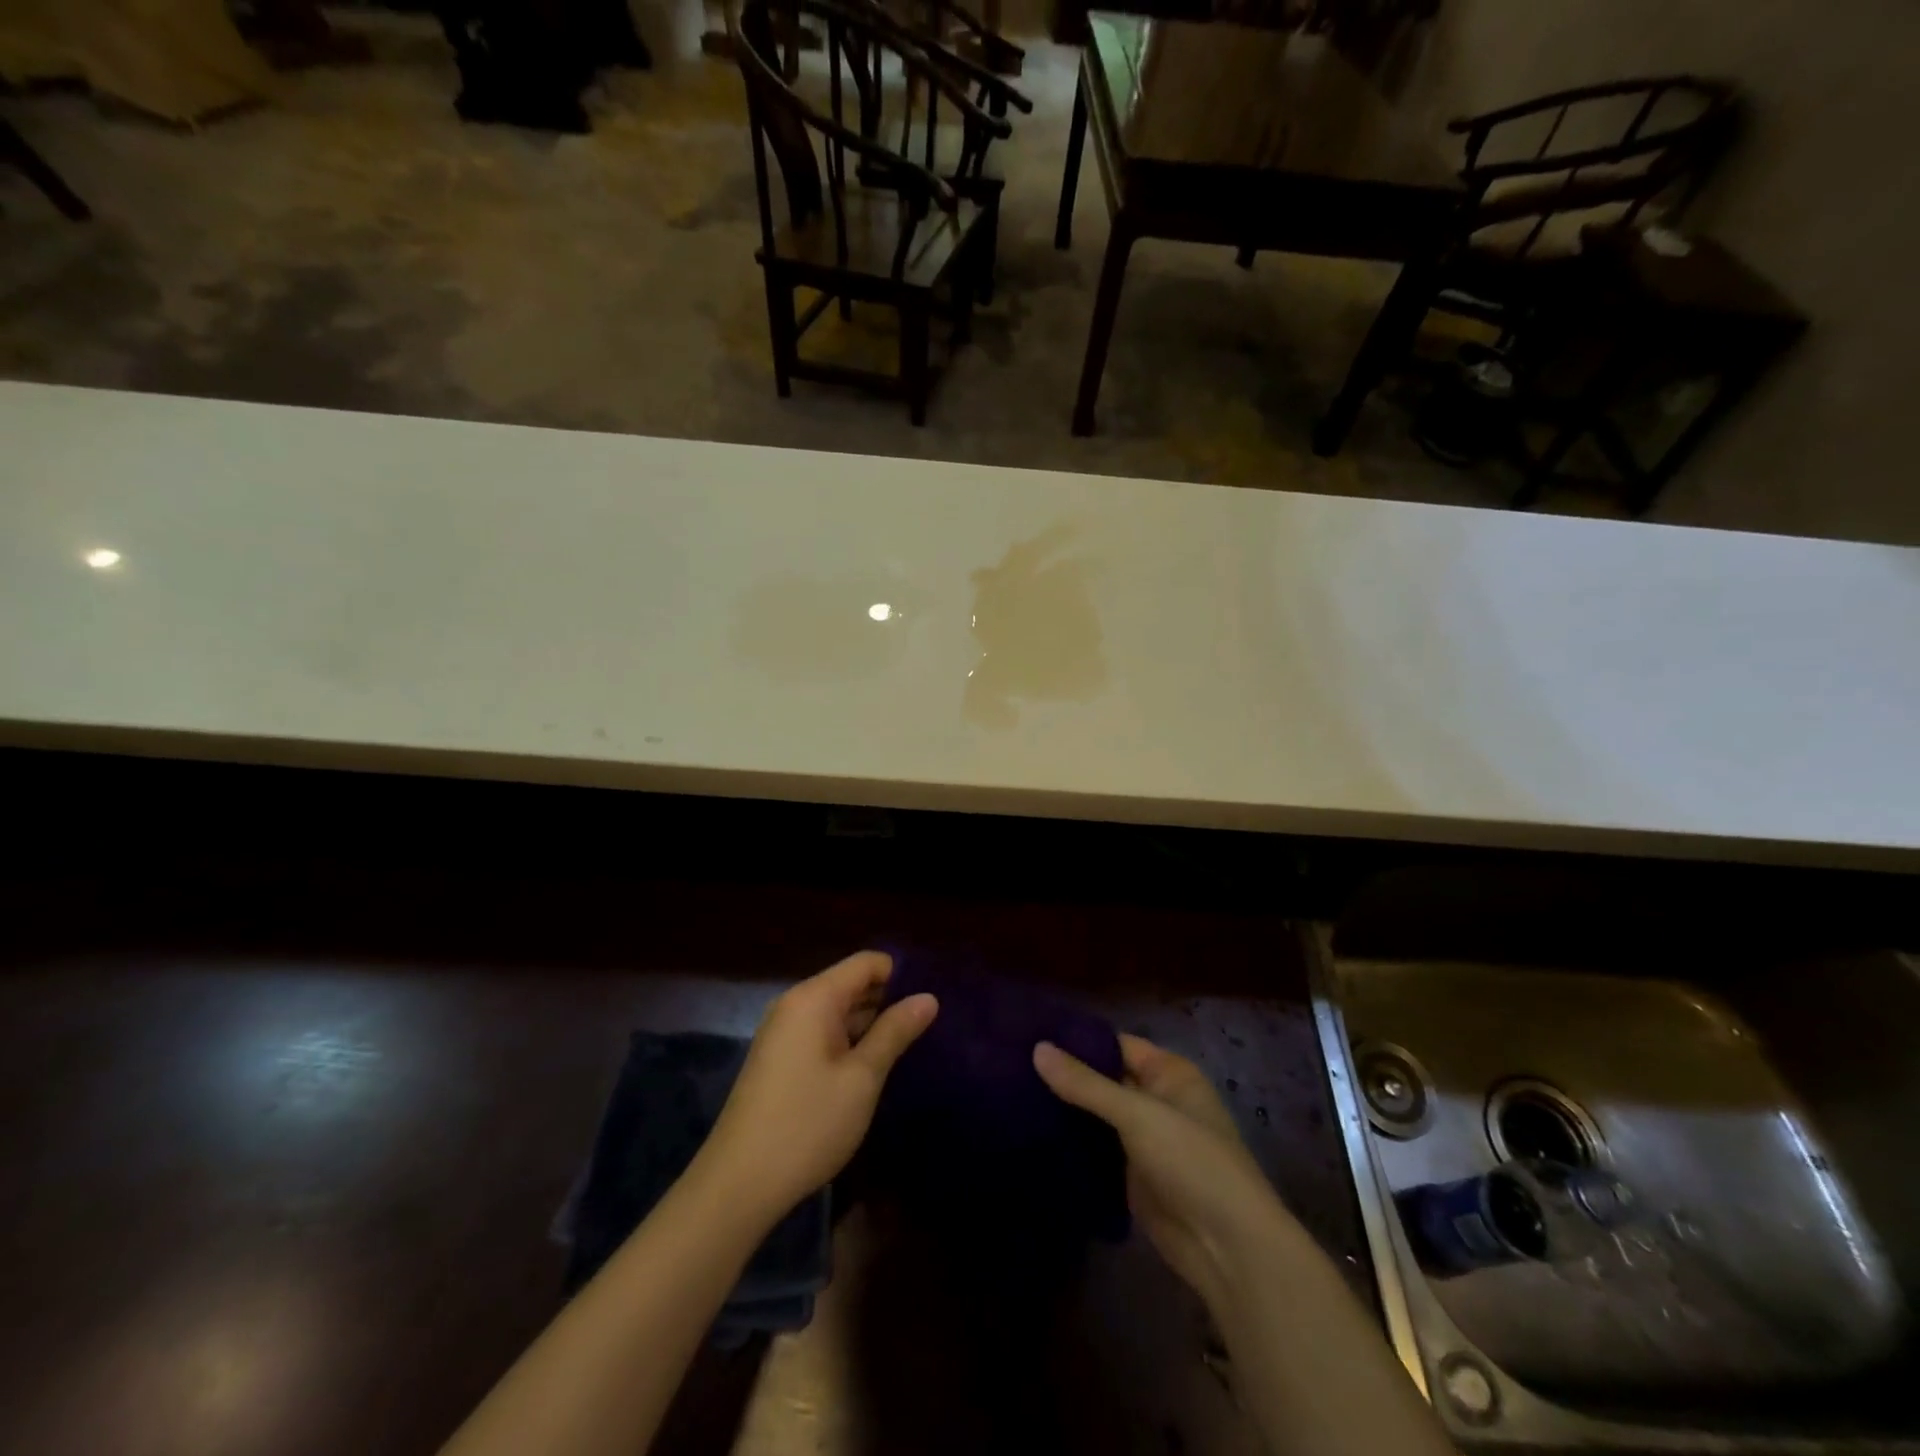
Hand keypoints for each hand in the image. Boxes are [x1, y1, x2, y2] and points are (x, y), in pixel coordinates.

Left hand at [701, 951, 936, 1220]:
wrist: (738, 1185)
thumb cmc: (807, 1124)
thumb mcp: (862, 1077)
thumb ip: (895, 1032)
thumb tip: (928, 997)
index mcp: (814, 998)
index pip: (867, 962)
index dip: (901, 974)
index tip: (931, 999)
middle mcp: (795, 1004)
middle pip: (851, 984)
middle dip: (889, 1000)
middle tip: (930, 1025)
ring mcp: (783, 1032)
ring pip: (838, 1011)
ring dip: (870, 1024)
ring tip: (912, 1044)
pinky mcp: (779, 1059)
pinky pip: (822, 1033)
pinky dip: (849, 1042)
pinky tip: (873, 1067)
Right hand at [1034, 1034, 1284, 1306]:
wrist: (1228, 1249)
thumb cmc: (1192, 1162)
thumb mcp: (1138, 1114)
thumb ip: (1086, 1084)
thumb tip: (1037, 1048)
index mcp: (1168, 1073)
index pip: (1114, 1044)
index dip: (1076, 1039)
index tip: (1029, 1032)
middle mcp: (1156, 1100)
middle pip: (1103, 1079)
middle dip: (1065, 1075)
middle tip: (1011, 1064)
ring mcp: (1143, 1140)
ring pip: (1096, 1116)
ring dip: (1064, 1110)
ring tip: (1011, 1092)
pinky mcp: (1131, 1177)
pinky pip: (1096, 1150)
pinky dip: (1071, 1143)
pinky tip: (1031, 1133)